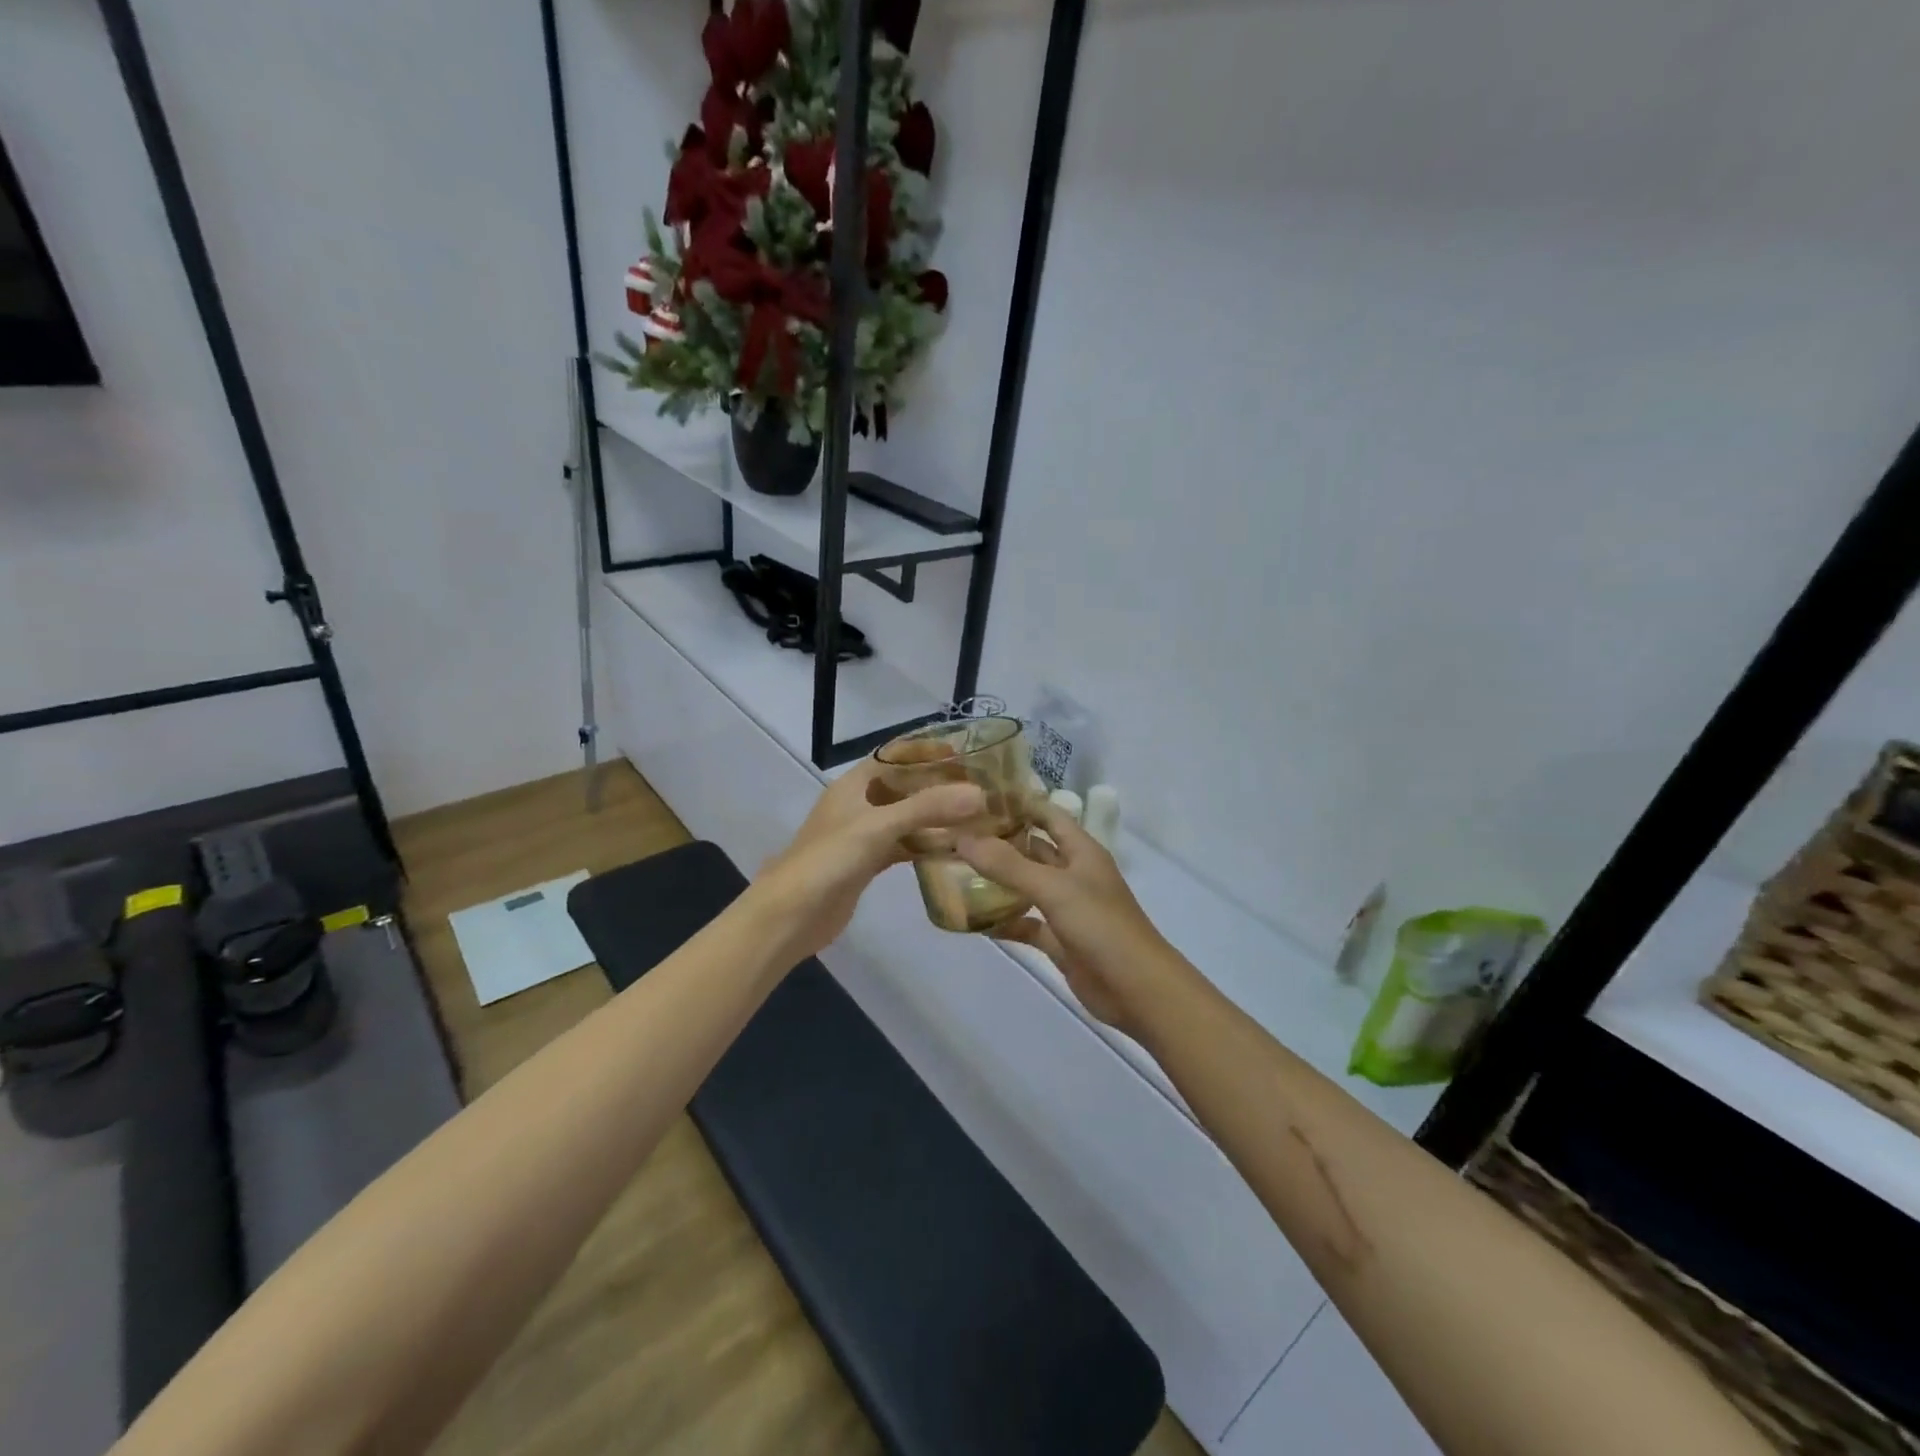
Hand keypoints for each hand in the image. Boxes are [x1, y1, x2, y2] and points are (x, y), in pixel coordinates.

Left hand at [747, 761, 984, 963]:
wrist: (791, 914)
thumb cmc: (829, 859)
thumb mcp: (879, 827)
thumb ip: (928, 808)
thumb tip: (979, 794)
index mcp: (854, 784)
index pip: (894, 755)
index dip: (926, 750)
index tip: (964, 752)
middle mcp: (859, 804)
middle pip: (904, 787)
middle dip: (938, 786)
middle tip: (980, 788)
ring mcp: (863, 835)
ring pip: (906, 818)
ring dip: (935, 818)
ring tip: (976, 818)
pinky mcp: (867, 863)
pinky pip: (903, 846)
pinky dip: (926, 845)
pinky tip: (954, 850)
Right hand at [956, 803, 1183, 1038]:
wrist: (1137, 989)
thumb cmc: (1101, 926)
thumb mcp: (1054, 888)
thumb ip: (1008, 865)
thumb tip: (962, 839)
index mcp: (1081, 851)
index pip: (1047, 814)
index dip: (1018, 803)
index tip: (976, 797)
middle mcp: (1073, 874)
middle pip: (1033, 849)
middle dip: (999, 842)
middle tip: (955, 834)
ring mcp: (1066, 908)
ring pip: (1026, 887)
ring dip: (997, 881)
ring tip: (954, 870)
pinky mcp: (1058, 940)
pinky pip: (1025, 923)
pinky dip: (1003, 920)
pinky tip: (971, 918)